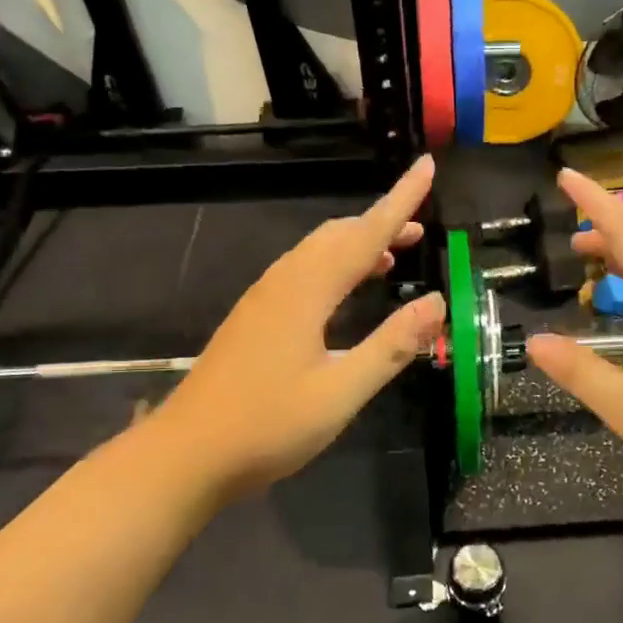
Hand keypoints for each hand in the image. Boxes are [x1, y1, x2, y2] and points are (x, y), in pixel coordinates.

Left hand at [154, 156, 445, 499]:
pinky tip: (346, 294)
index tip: (426, 166)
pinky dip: (335, 267)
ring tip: (392, 257)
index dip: (401, 200)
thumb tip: (437, 302)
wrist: (185, 456)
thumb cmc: (268, 426)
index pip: (366, 234)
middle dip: (381, 224)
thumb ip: (392, 345)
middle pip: (338, 236)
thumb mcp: (341, 392)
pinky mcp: (253, 318)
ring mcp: (263, 299)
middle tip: (420, 229)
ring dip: (357, 245)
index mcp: (307, 291)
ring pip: (317, 252)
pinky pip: (303, 272)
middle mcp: (283, 282)